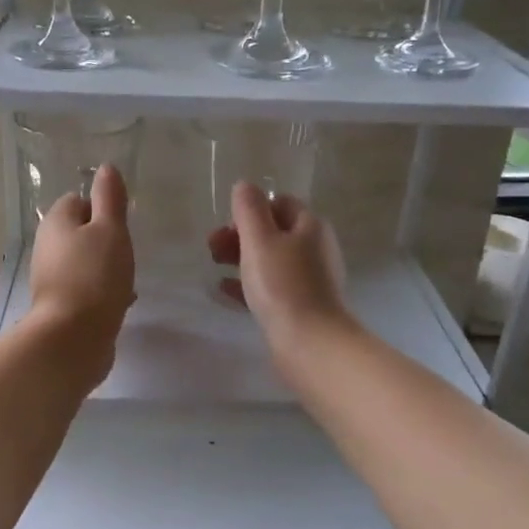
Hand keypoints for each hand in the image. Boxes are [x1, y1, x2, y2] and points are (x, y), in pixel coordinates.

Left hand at [27, 164, 134, 388]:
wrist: (74, 337)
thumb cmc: (95, 276)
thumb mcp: (111, 230)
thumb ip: (110, 198)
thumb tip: (106, 168)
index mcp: (56, 222)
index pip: (77, 200)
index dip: (102, 208)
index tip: (121, 225)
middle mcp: (47, 247)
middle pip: (80, 232)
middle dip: (105, 240)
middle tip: (126, 251)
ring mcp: (51, 278)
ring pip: (84, 261)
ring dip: (105, 266)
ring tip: (127, 278)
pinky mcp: (60, 305)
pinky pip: (85, 288)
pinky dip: (102, 290)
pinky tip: (121, 301)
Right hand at [207, 183, 349, 352]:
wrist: (309, 342)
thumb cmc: (282, 284)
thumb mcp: (259, 239)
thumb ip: (249, 210)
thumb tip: (245, 186)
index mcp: (310, 227)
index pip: (280, 203)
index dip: (252, 209)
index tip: (228, 226)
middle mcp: (315, 249)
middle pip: (274, 232)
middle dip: (241, 235)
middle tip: (213, 249)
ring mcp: (310, 279)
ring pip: (271, 260)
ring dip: (242, 259)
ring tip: (215, 268)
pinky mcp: (302, 306)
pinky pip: (271, 286)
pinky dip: (249, 283)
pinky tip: (226, 291)